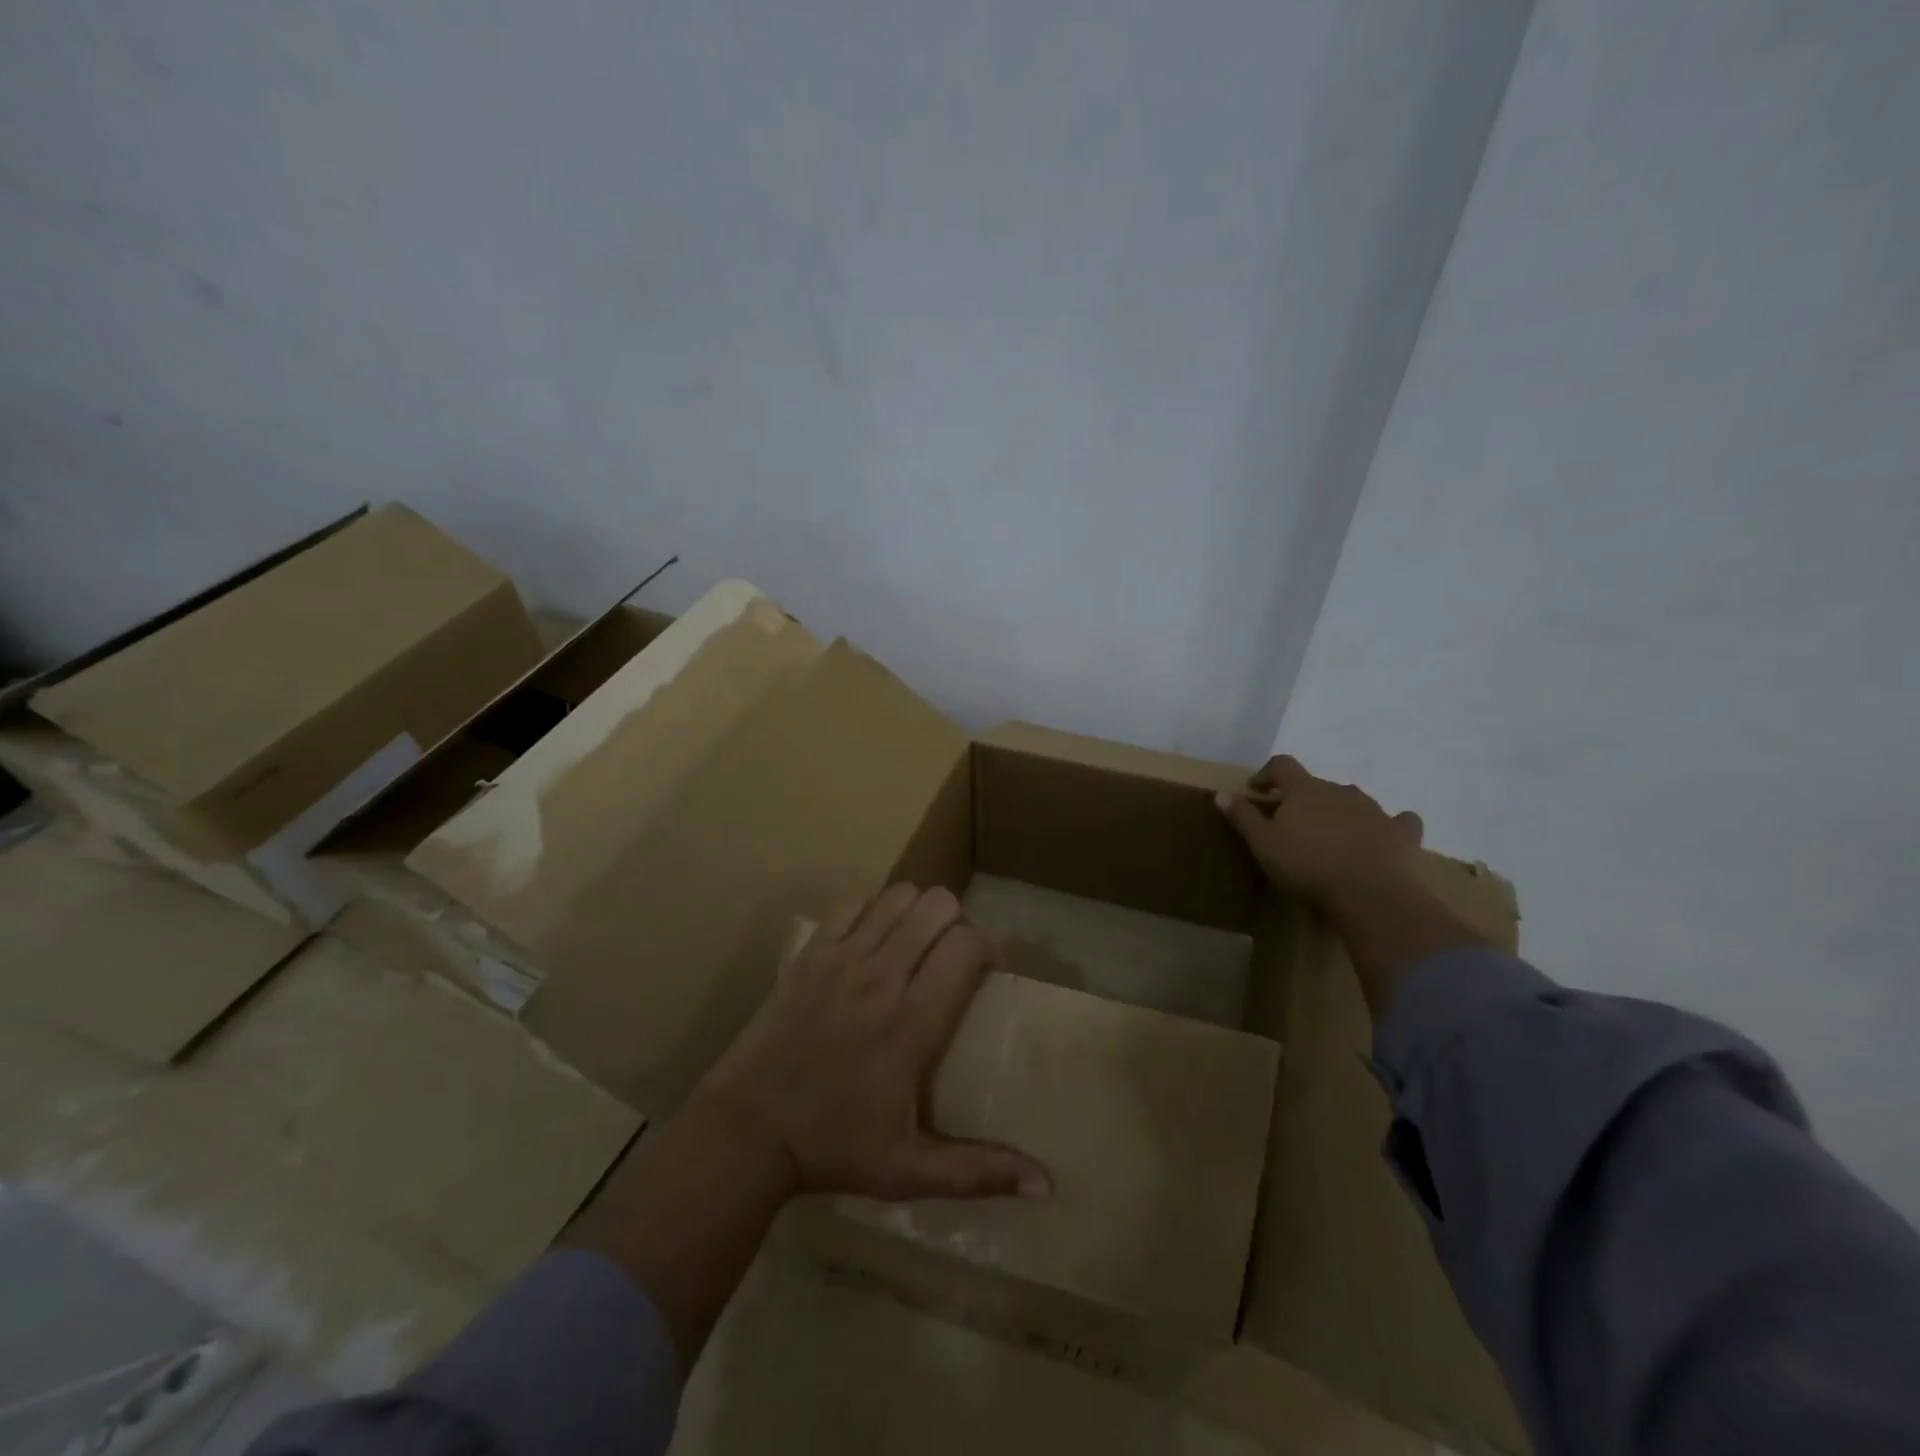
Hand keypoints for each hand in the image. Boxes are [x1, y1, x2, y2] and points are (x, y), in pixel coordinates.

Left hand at [697, 883, 1050, 1202]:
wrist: (748, 1130)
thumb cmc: (833, 1148)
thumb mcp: (909, 1171)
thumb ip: (979, 1171)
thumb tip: (1046, 1186)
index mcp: (912, 1023)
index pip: (966, 946)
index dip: (991, 944)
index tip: (994, 965)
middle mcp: (882, 977)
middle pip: (938, 906)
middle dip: (957, 921)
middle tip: (953, 954)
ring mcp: (841, 959)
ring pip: (898, 896)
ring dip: (917, 911)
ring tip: (917, 943)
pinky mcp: (810, 953)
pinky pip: (851, 902)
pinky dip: (872, 908)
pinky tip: (872, 938)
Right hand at [1216, 755, 1425, 912]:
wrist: (1369, 894)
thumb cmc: (1307, 865)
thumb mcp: (1262, 843)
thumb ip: (1242, 816)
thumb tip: (1221, 793)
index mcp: (1305, 789)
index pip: (1283, 765)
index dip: (1267, 773)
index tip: (1256, 789)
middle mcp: (1340, 790)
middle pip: (1317, 785)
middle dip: (1303, 799)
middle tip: (1292, 823)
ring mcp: (1375, 810)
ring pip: (1353, 800)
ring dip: (1340, 811)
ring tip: (1331, 835)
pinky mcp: (1401, 833)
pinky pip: (1398, 821)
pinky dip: (1390, 825)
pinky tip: (1385, 835)